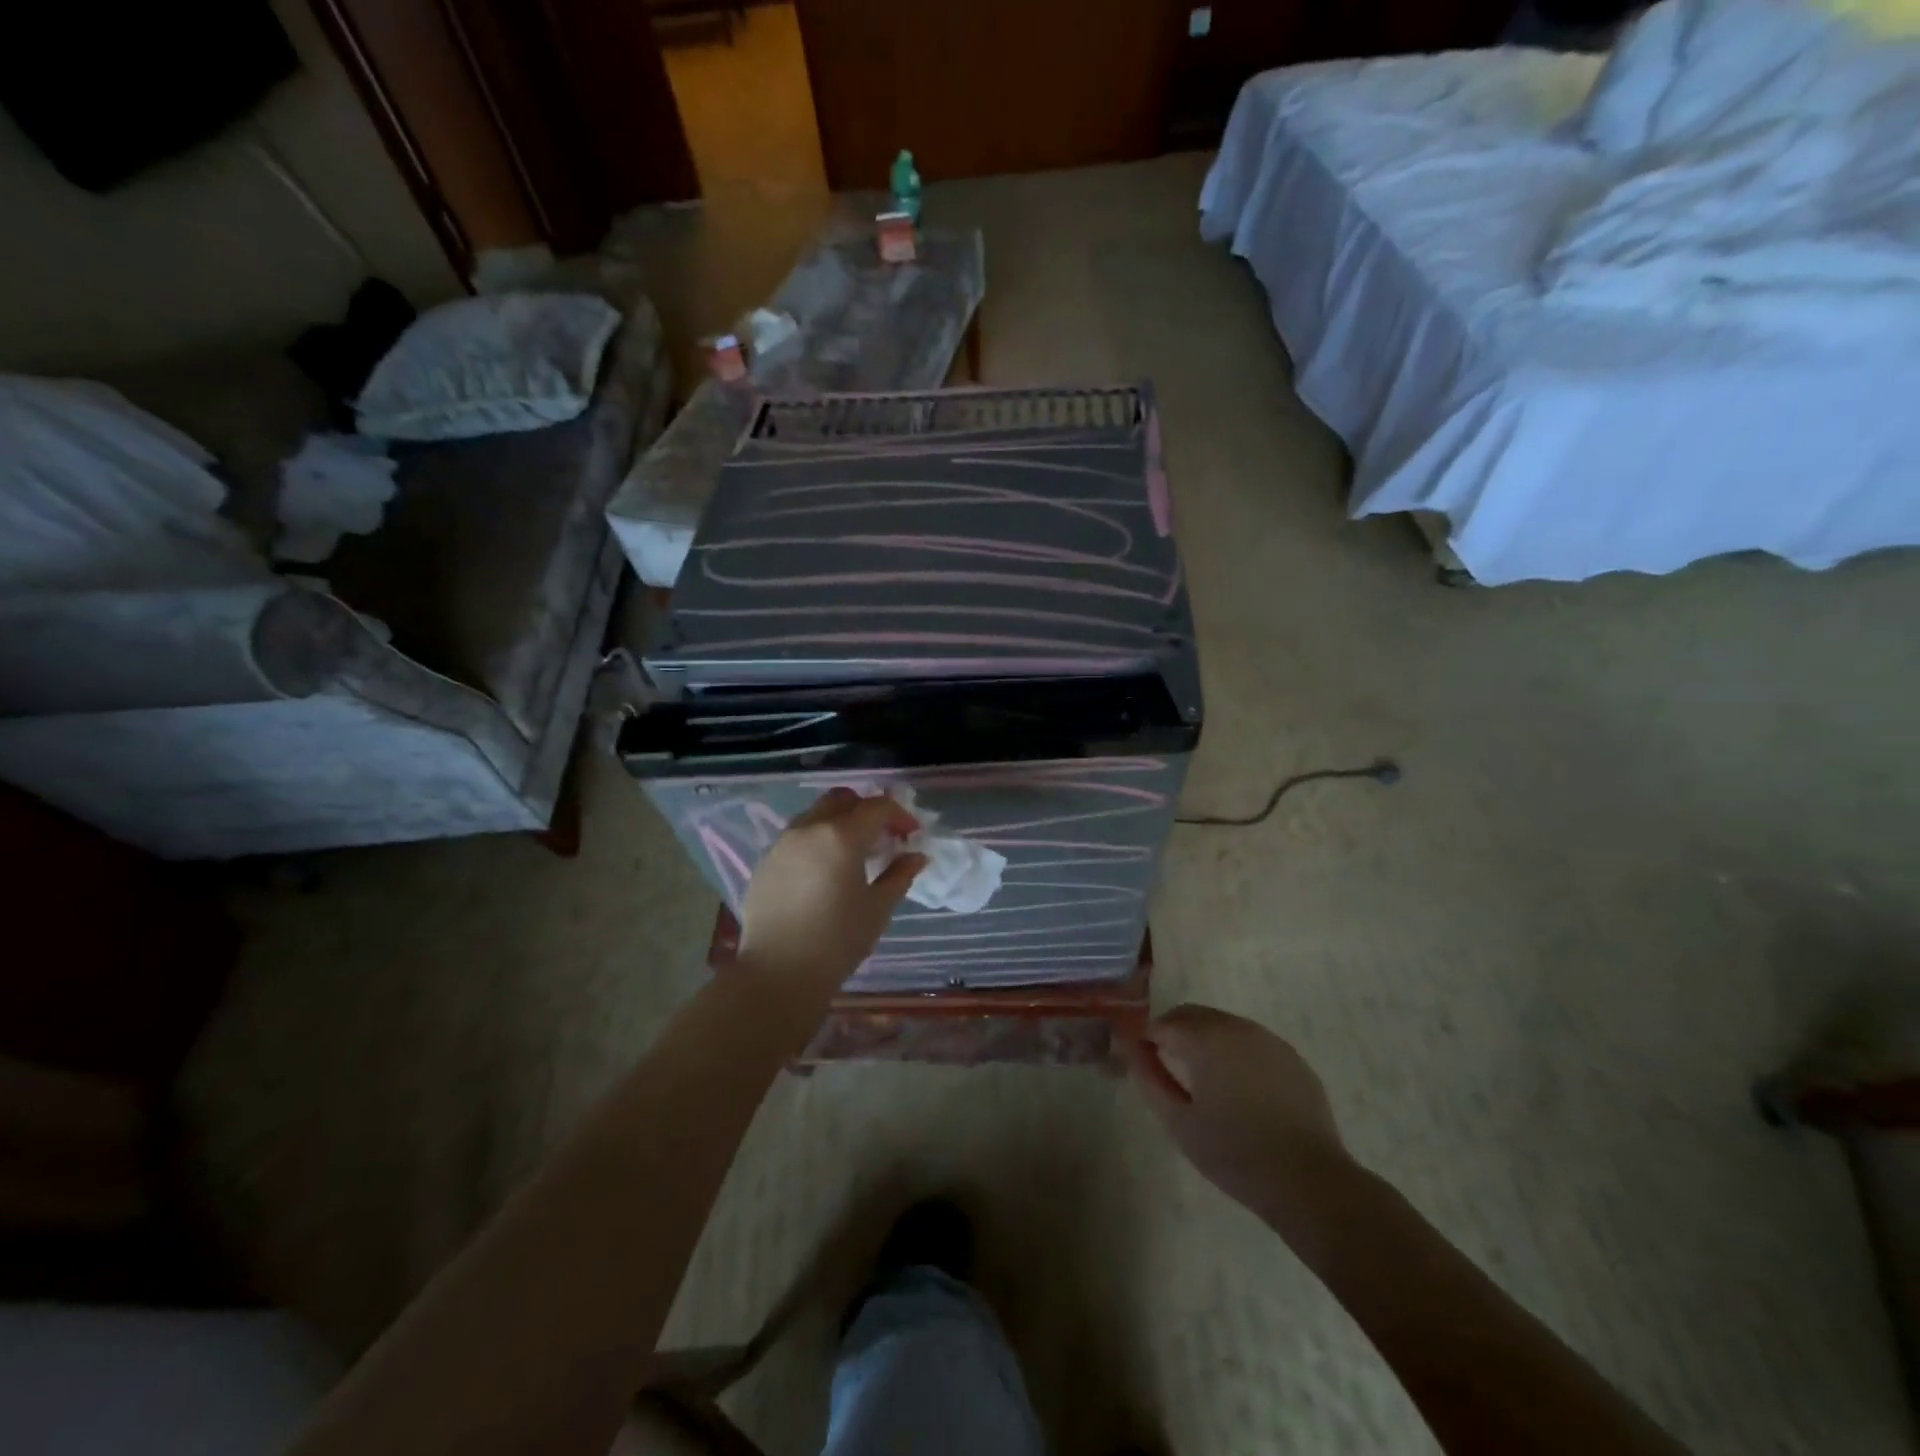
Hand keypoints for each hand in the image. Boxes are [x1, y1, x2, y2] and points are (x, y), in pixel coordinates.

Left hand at [737, 788, 926, 990]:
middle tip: (882, 836)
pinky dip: (816, 840)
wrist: (778, 973)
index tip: (911, 836)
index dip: (899, 816)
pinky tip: (824, 871)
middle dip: (866, 810)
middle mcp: (809, 829)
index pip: (877, 807)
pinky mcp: (765, 862)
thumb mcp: (877, 909)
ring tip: (853, 853)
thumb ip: (899, 876)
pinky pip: (796, 837)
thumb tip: (916, 856)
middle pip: (842, 800)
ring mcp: (782, 843)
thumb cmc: (837, 941)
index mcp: (841, 836)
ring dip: (839, 822)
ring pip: (815, 814)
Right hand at [1123, 1004, 1354, 1232]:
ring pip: (1223, 1025)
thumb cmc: (1234, 1153)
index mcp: (1206, 1038)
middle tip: (1166, 1067)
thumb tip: (1130, 1049)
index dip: (1147, 1040)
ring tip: (1202, 1079)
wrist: (1308, 1181)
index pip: (1163, 1023)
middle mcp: (1237, 1027)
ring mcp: (1269, 1040)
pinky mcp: (1292, 1058)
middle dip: (1174, 1032)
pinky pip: (1252, 1042)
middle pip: (1193, 1015)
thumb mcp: (1179, 1121)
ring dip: (1205, 1039)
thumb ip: (1148, 1078)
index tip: (1142, 1062)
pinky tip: (1239, 1088)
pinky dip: (1235, 1052)